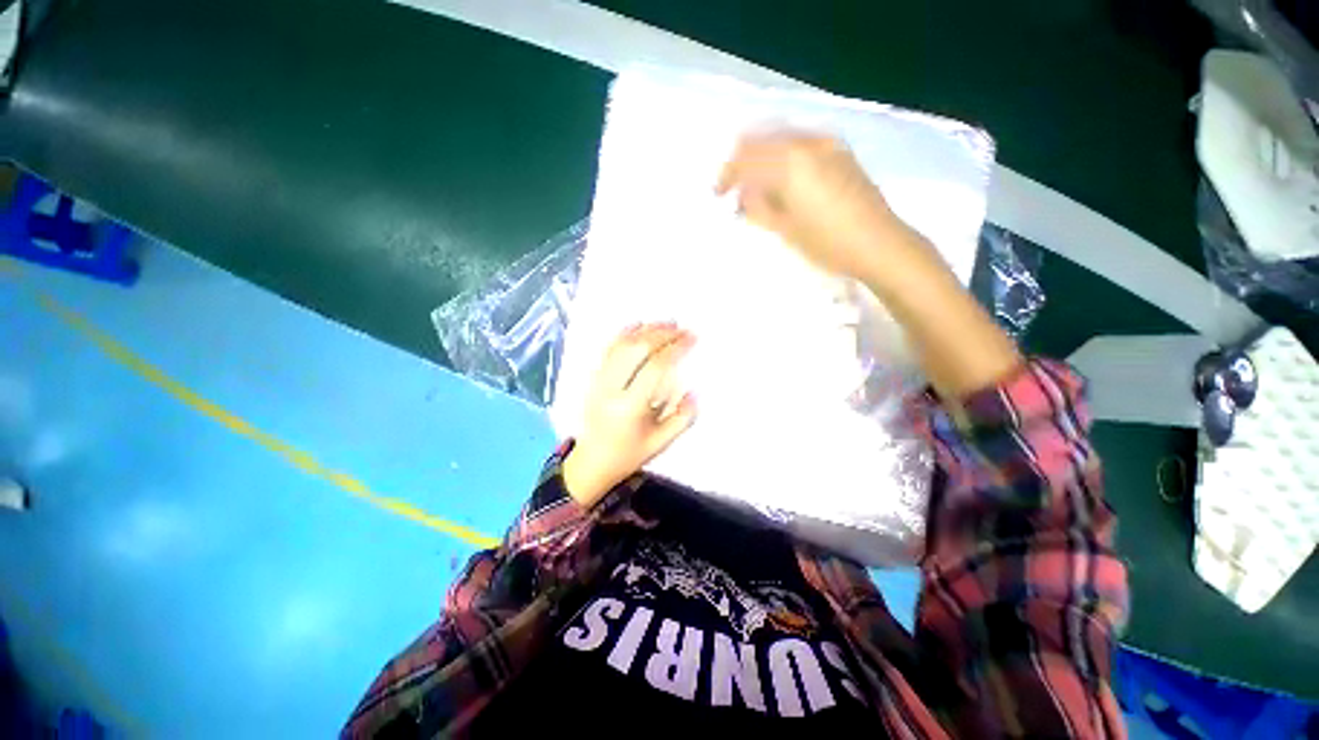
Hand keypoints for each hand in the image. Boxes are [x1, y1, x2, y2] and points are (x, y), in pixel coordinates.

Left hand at [562, 323, 697, 506]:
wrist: (591, 462)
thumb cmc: (628, 454)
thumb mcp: (661, 442)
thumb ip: (682, 418)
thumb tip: (694, 392)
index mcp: (630, 407)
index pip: (655, 367)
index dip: (675, 349)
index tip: (691, 339)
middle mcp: (611, 389)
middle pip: (637, 350)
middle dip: (662, 334)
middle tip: (681, 328)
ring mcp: (599, 381)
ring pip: (621, 345)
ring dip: (645, 330)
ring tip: (666, 323)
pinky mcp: (593, 378)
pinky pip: (607, 350)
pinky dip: (623, 334)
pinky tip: (637, 325)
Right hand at [715, 131, 918, 280]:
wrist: (879, 244)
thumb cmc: (827, 242)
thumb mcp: (785, 229)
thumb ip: (758, 207)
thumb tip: (742, 195)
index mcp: (790, 161)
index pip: (746, 158)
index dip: (727, 175)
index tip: (718, 193)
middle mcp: (807, 142)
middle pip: (762, 139)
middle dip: (743, 161)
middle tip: (734, 187)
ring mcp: (827, 144)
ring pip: (782, 139)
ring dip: (763, 158)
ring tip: (756, 185)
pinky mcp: (840, 152)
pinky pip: (802, 144)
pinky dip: (784, 157)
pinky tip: (783, 179)